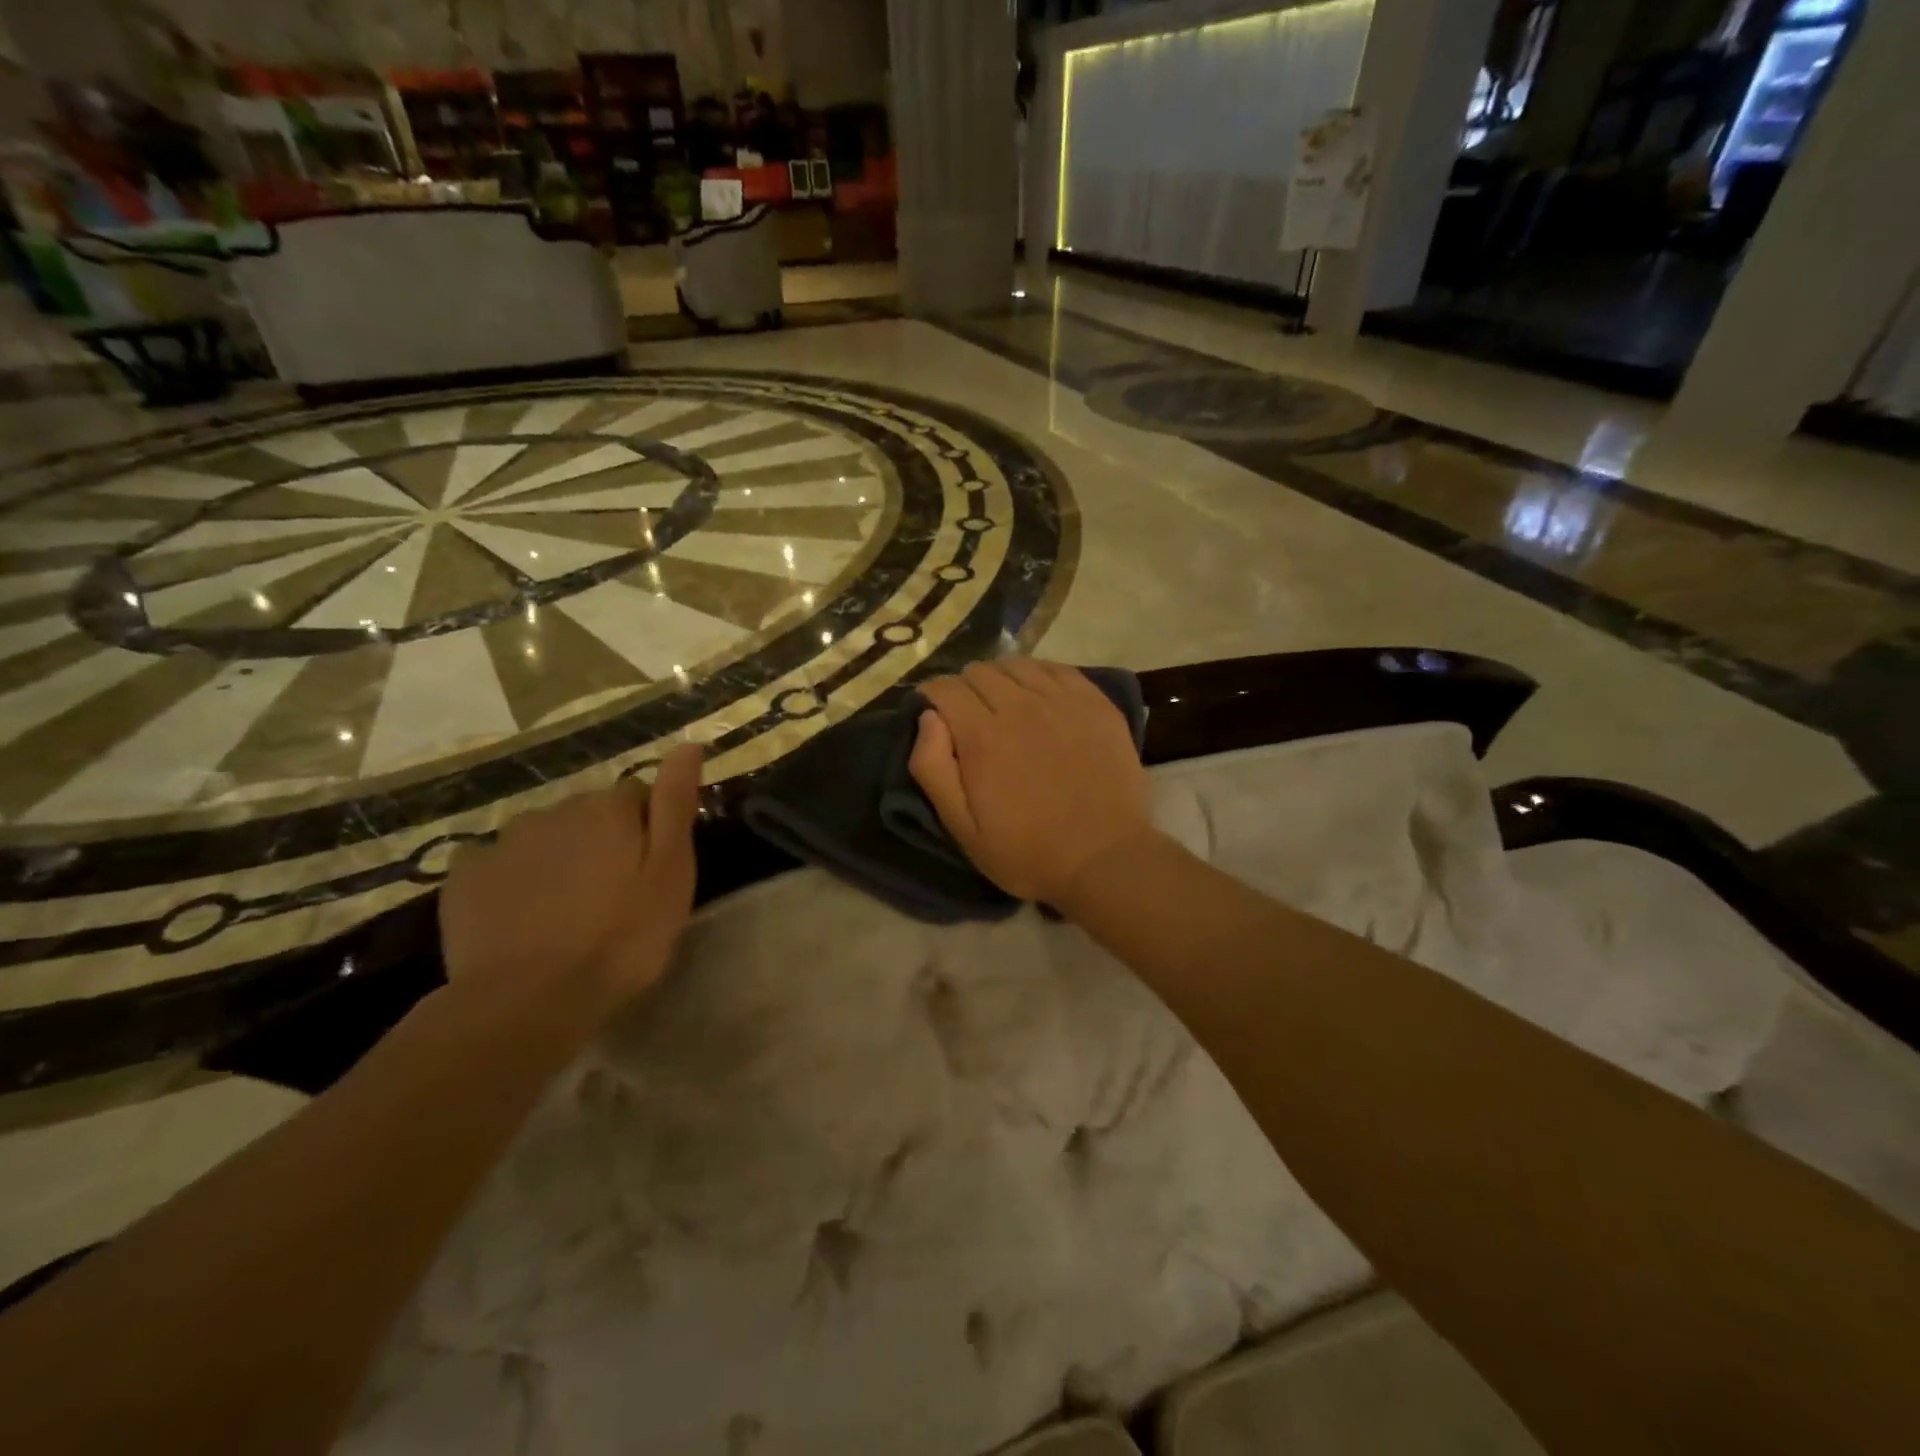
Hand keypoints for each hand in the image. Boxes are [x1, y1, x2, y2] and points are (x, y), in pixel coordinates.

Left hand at [439, 745, 702, 1018]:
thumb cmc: (622, 939)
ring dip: (559, 858)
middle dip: (602, 841)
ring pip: (544, 836)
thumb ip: (676, 804)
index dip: (649, 830)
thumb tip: (690, 743)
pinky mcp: (464, 876)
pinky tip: (520, 916)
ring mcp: (504, 841)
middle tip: (613, 896)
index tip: (652, 871)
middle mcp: (555, 809)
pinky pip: (497, 863)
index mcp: (609, 808)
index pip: (638, 795)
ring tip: (565, 911)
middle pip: (589, 814)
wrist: (529, 1001)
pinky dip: (512, 879)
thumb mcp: (671, 873)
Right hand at [909, 660, 1154, 904]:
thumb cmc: (1028, 851)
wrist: (1106, 859)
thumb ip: (933, 768)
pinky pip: (1057, 669)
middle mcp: (1020, 706)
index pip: (945, 688)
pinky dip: (1038, 675)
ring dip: (1000, 678)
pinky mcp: (1096, 703)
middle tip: (969, 717)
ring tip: (1004, 704)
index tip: (934, 714)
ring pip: (1017, 664)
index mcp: (982, 736)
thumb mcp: (963, 829)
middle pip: (979, 671)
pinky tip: (1039, 697)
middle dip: (964, 689)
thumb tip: (928, 717)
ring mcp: (1062, 701)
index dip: (932, 697)